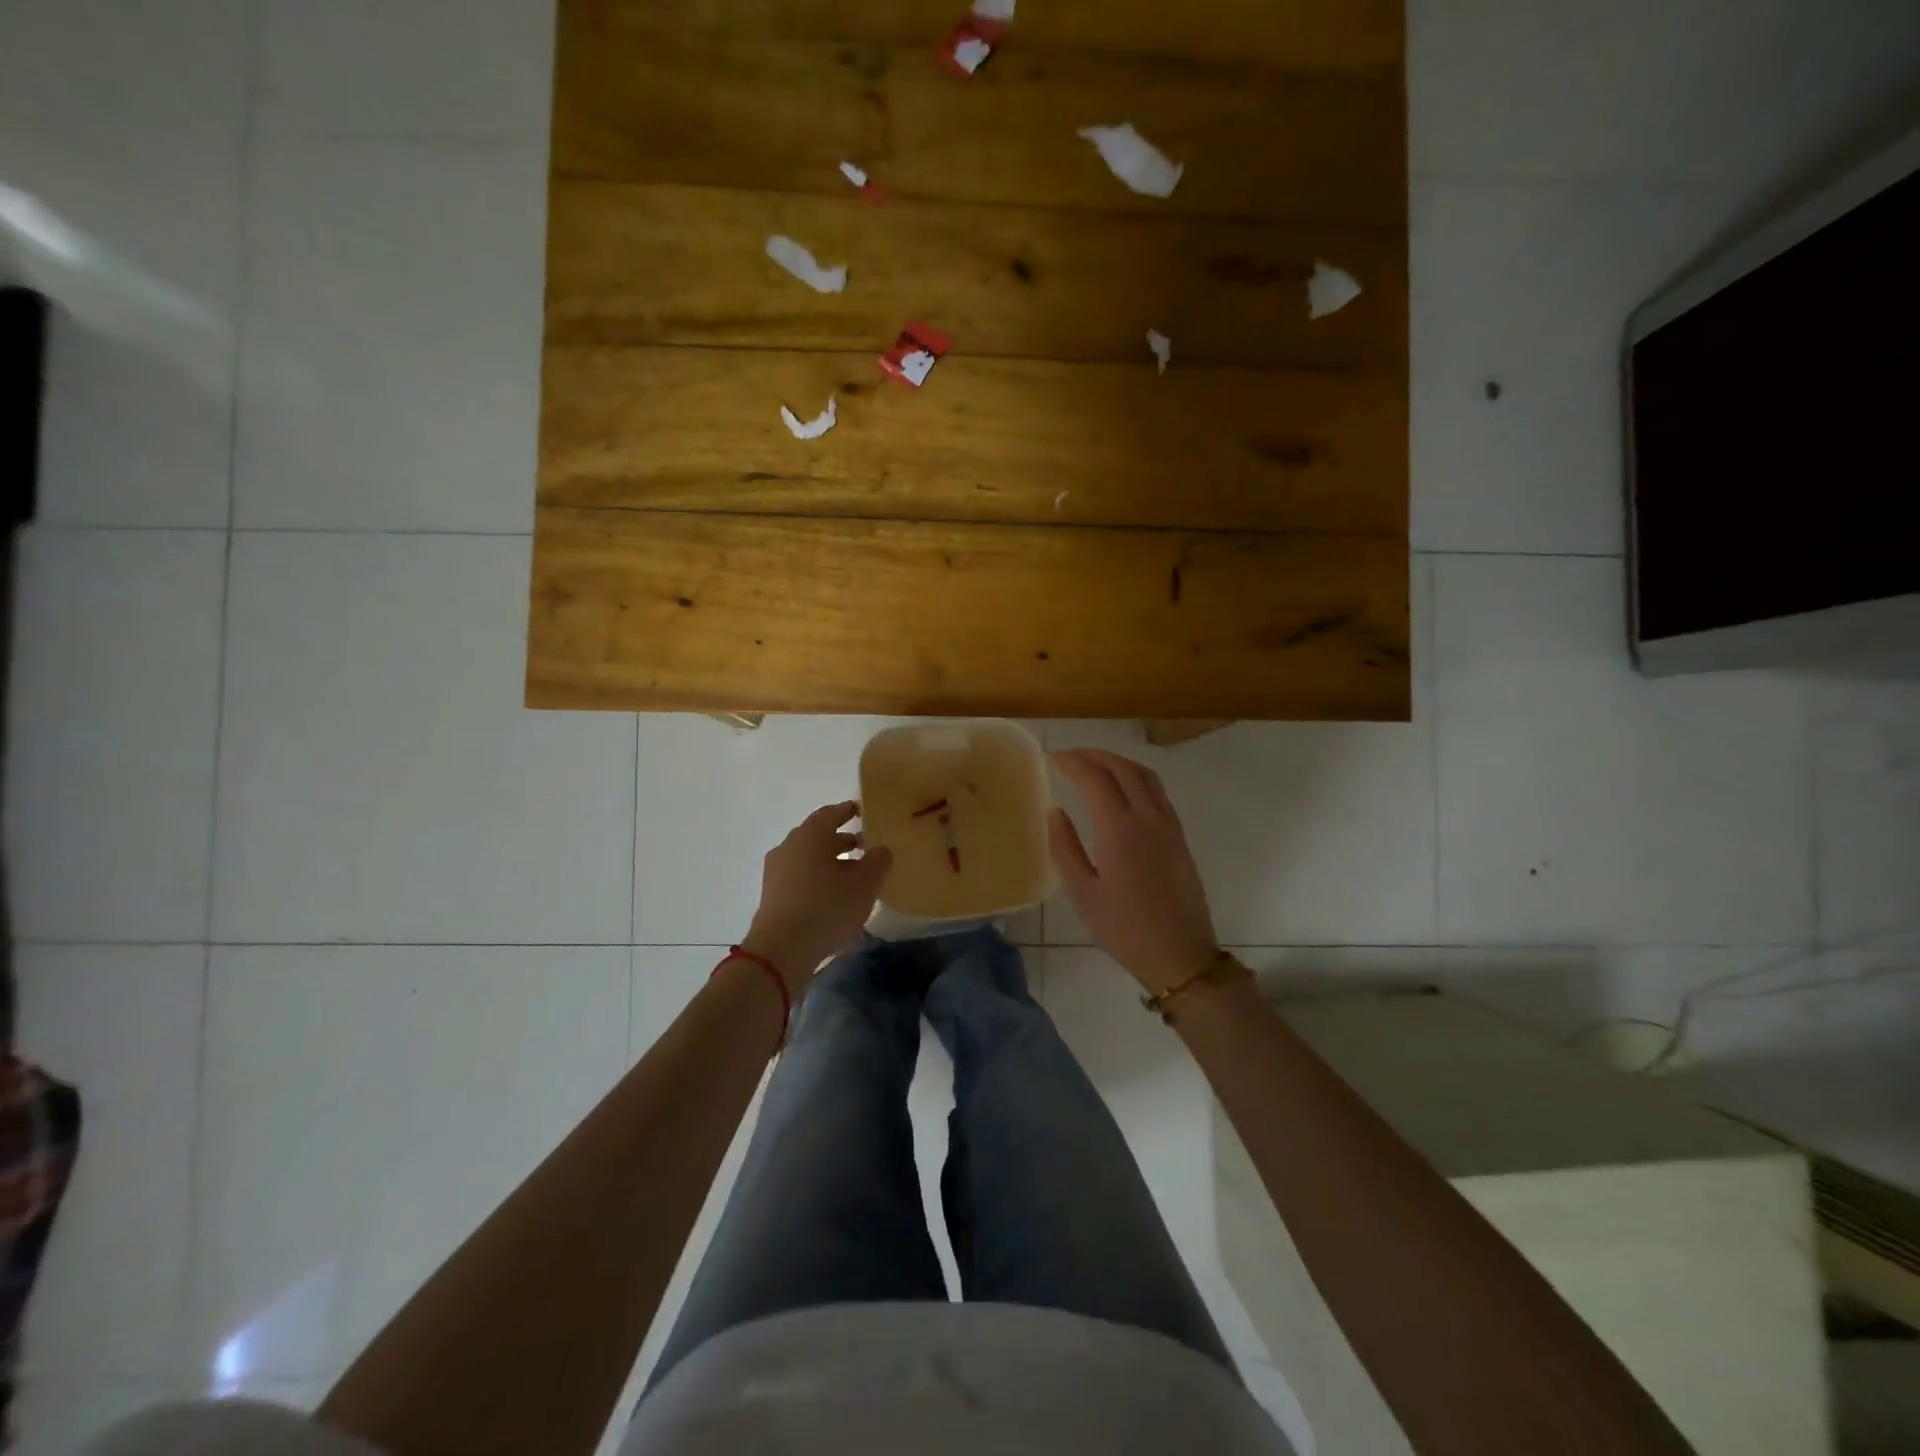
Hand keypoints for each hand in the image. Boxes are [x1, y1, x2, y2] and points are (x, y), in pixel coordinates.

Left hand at [740, 801, 892, 991]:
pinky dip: (817, 879)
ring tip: (853, 876)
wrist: (781, 950)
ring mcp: (776, 871)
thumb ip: (878, 861)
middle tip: (864, 846)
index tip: (862, 811)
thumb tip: (881, 849)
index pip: (830, 813)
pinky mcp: (772, 895)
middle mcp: (789, 846)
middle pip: (818, 836)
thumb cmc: (827, 908)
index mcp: (810, 835)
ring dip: (830, 862)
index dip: (848, 811)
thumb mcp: (865, 884)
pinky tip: (833, 897)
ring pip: (808, 858)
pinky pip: (799, 877)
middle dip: (841, 839)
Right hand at [1049, 749, 1219, 993]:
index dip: (1072, 761)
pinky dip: (1136, 777)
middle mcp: (1147, 818)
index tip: (1052, 756)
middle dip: (1094, 755)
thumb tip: (1055, 811)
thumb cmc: (1124, 928)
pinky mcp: (1179, 836)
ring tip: (1094, 763)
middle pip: (1122, 768)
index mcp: (1120, 830)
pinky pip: (1157, 791)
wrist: (1180, 954)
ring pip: (1144, 775)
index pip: (1095, 778)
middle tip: (1069, 755)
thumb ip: (1065, 847)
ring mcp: (1168, 825)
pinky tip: (1123, 788)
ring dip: (1117, 761)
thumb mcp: (1082, 893)